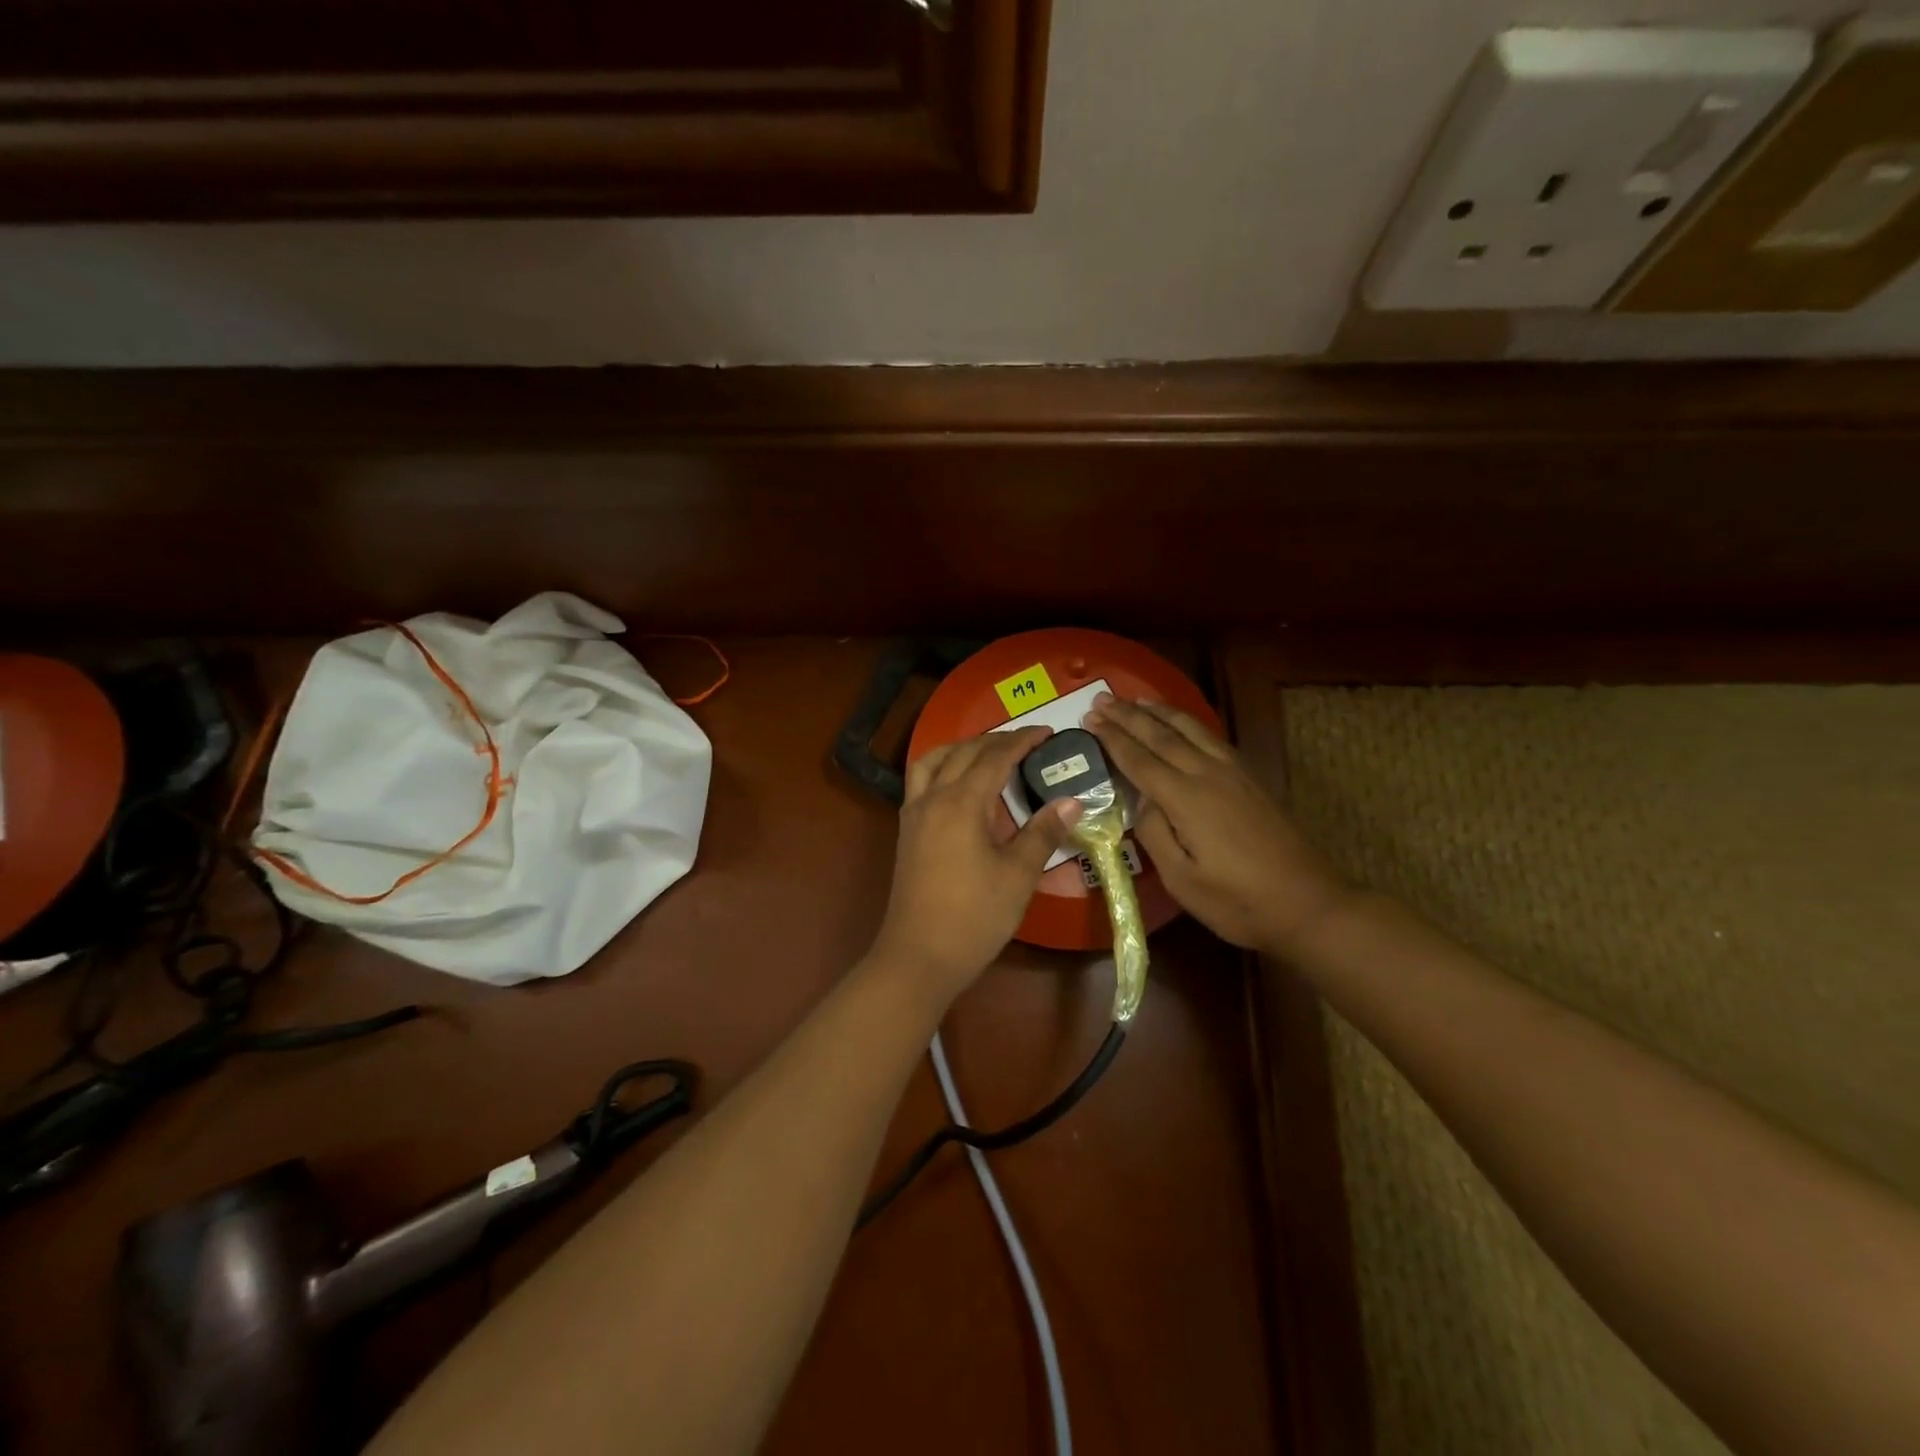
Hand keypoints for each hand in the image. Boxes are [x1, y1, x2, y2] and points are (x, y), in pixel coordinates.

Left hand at [868, 727, 1081, 1005]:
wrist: (918, 956)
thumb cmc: (974, 917)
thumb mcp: (1017, 875)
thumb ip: (1043, 832)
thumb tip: (1073, 801)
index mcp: (961, 803)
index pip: (994, 758)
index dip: (1022, 741)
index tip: (1047, 731)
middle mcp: (932, 799)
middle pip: (963, 753)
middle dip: (995, 741)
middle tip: (1027, 741)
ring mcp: (913, 814)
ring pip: (933, 761)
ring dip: (961, 748)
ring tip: (988, 752)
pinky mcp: (906, 832)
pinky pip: (921, 781)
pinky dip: (942, 768)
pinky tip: (959, 785)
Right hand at [1084, 695, 1347, 956]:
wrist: (1309, 904)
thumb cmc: (1238, 902)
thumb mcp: (1182, 880)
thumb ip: (1154, 834)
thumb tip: (1142, 801)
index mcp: (1186, 800)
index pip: (1140, 760)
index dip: (1113, 739)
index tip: (1090, 719)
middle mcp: (1209, 775)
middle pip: (1162, 736)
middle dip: (1129, 716)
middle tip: (1102, 699)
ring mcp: (1234, 773)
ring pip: (1190, 729)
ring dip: (1160, 711)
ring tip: (1135, 699)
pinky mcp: (1250, 779)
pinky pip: (1211, 737)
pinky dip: (1188, 722)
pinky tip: (1181, 723)